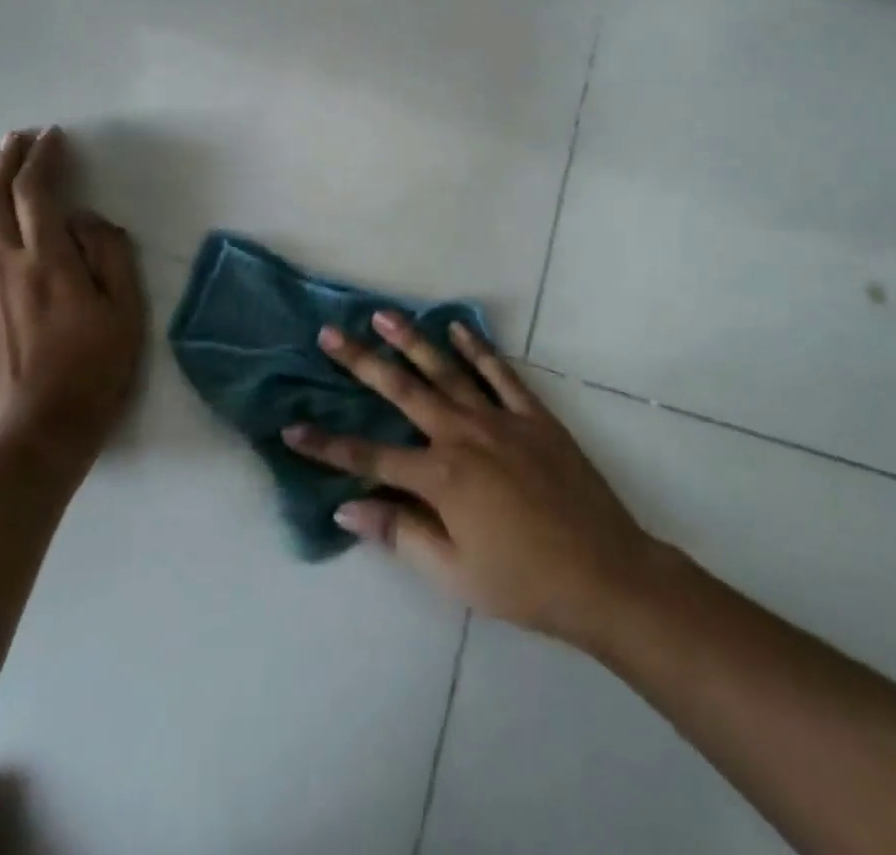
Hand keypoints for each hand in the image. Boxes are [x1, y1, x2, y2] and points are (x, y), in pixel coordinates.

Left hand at [0, 127, 145, 461]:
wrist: (38, 432)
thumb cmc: (95, 369)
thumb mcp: (126, 310)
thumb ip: (109, 255)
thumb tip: (86, 220)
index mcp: (47, 258)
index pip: (35, 191)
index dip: (42, 157)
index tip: (53, 137)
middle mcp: (3, 264)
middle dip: (5, 160)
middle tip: (17, 139)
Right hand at [283, 313, 659, 645]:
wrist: (605, 572)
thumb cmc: (523, 581)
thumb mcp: (454, 573)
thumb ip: (400, 534)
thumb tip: (346, 508)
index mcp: (441, 477)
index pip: (369, 458)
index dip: (326, 446)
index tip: (291, 427)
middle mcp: (463, 435)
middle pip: (402, 392)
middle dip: (361, 363)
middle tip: (330, 333)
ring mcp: (500, 419)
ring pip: (447, 371)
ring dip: (412, 341)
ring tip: (383, 314)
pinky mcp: (533, 415)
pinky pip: (500, 373)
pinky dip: (477, 348)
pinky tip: (457, 328)